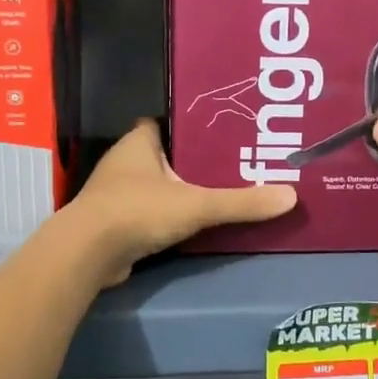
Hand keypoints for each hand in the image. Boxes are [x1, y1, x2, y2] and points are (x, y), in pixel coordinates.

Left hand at [63, 120, 296, 286]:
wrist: (87, 254)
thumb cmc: (138, 211)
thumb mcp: (197, 205)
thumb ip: (241, 202)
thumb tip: (290, 196)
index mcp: (138, 143)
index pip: (164, 123)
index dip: (188, 126)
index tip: (218, 133)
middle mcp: (124, 163)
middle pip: (163, 155)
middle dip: (190, 161)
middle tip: (229, 165)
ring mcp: (115, 194)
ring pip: (154, 185)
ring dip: (177, 190)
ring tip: (216, 193)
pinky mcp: (114, 223)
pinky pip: (146, 212)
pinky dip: (165, 216)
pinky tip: (191, 224)